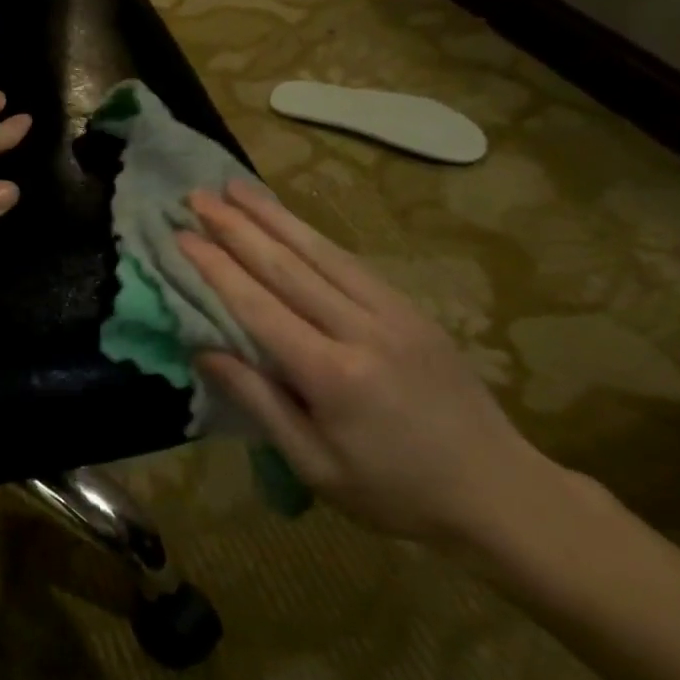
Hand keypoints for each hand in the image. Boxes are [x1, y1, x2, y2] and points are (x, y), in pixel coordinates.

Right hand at [179, 181, 560, 545]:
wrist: (499, 491)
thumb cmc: (395, 492)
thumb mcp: (315, 465)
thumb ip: (259, 402)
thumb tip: (204, 351)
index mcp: (333, 374)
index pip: (258, 306)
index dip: (215, 268)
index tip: (181, 234)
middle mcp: (362, 329)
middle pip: (287, 266)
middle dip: (237, 227)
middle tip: (197, 195)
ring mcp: (394, 313)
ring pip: (322, 252)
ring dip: (274, 216)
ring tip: (236, 187)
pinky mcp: (414, 311)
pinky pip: (352, 264)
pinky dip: (314, 237)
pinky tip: (291, 222)